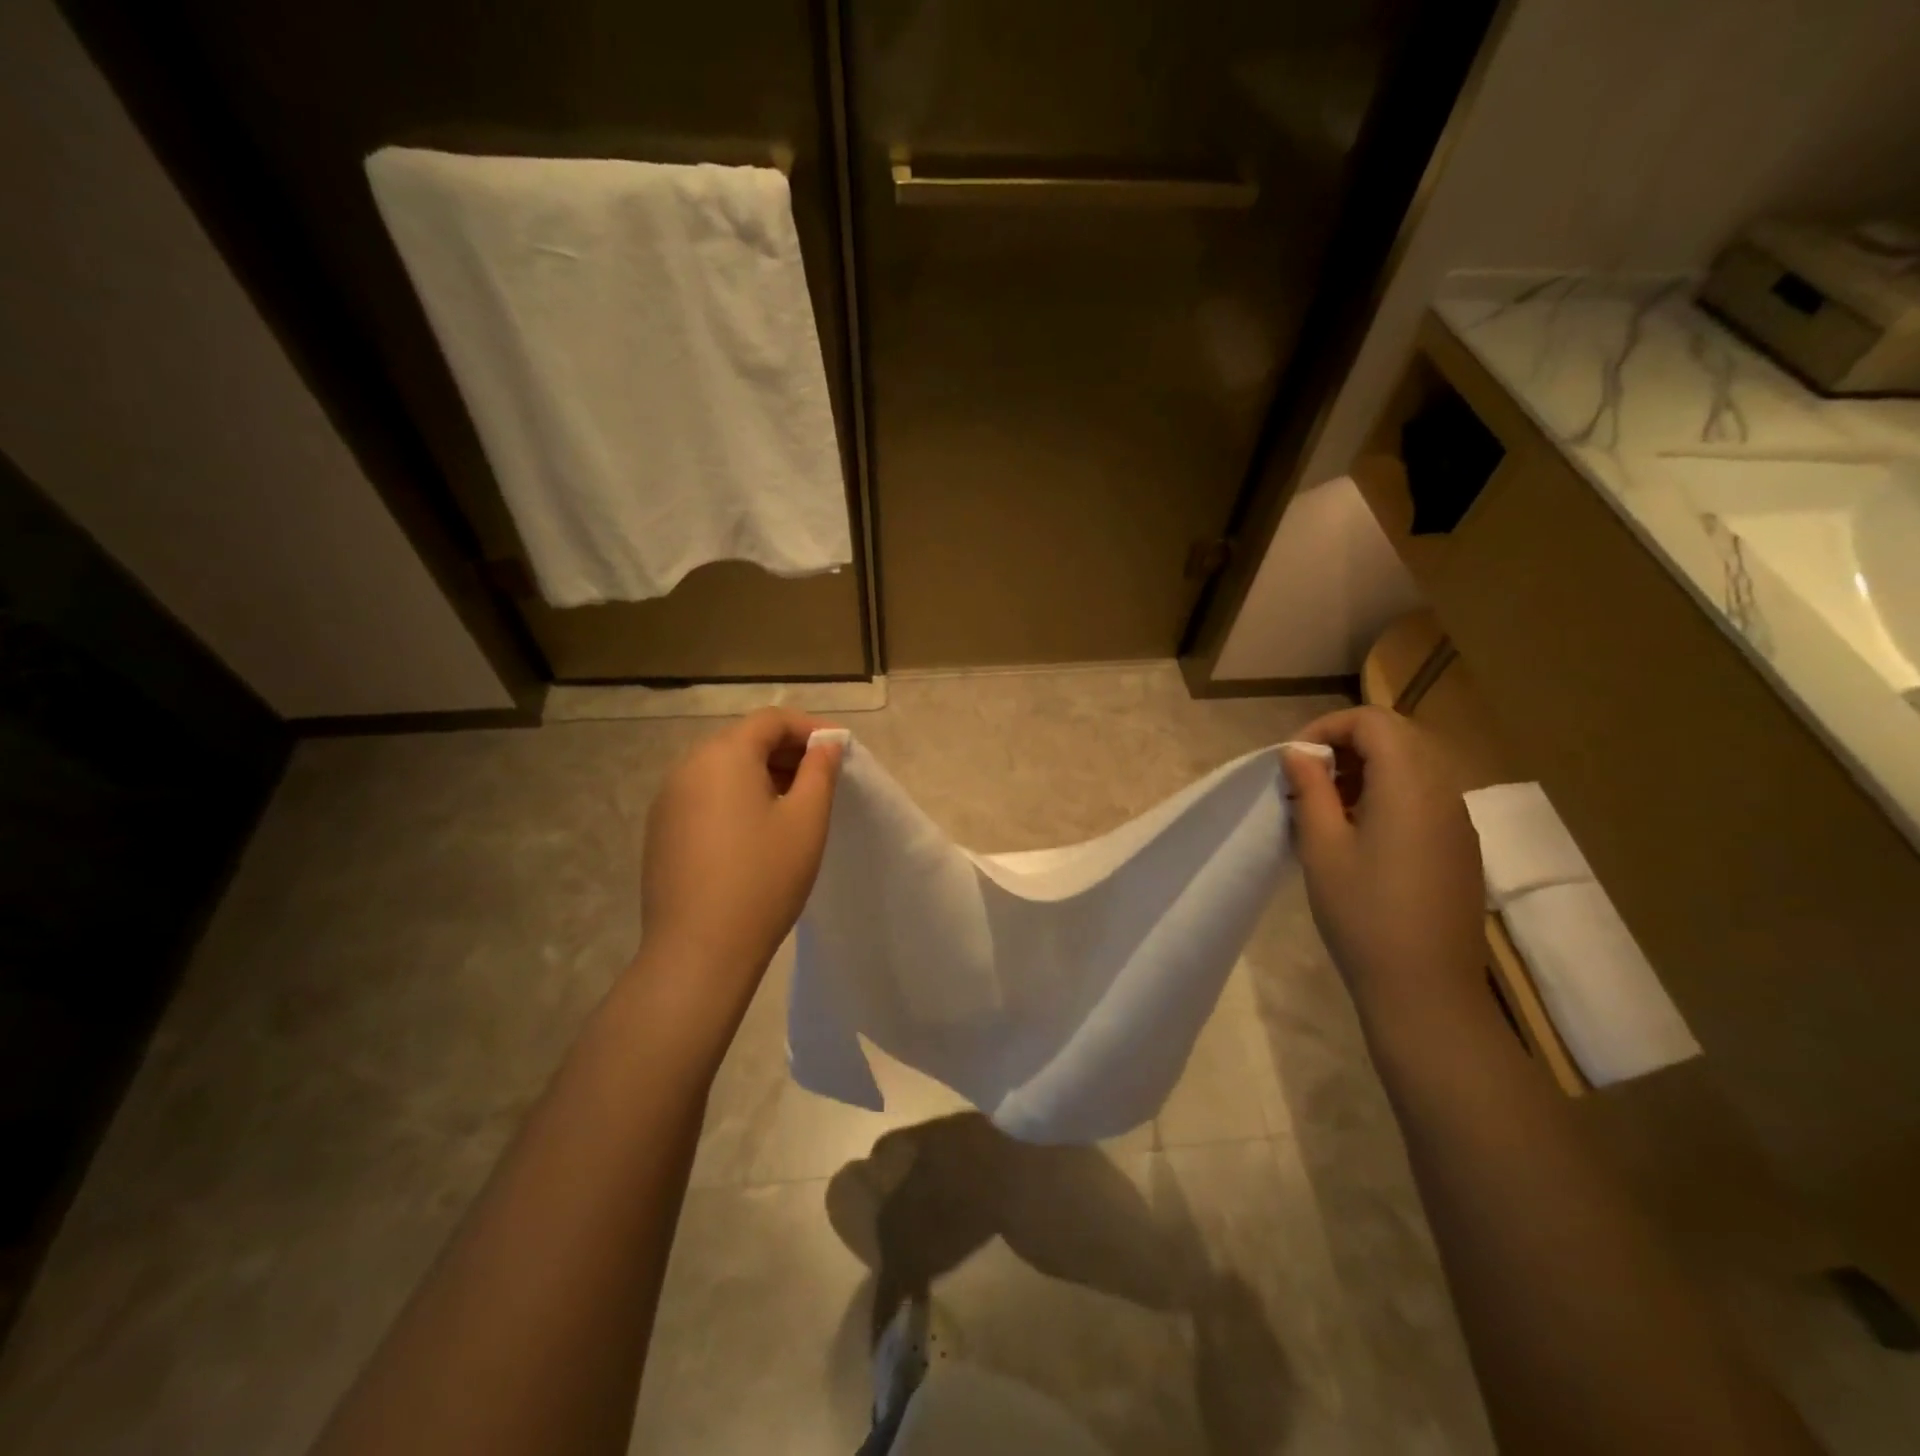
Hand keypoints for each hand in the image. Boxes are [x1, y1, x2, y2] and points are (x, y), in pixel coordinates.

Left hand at [636, 708, 842, 1028]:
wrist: (699, 951)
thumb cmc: (764, 878)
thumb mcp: (806, 820)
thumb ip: (819, 771)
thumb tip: (825, 744)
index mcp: (723, 755)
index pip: (770, 720)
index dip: (809, 728)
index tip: (839, 750)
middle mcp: (687, 767)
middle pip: (743, 740)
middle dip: (786, 751)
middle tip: (822, 778)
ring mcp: (668, 800)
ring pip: (723, 769)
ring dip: (762, 774)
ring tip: (794, 805)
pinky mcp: (661, 831)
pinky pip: (705, 796)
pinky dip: (736, 797)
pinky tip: (756, 832)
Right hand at [1280, 707, 1485, 1025]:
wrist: (1426, 990)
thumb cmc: (1363, 914)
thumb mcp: (1322, 847)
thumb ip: (1311, 790)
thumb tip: (1298, 754)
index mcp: (1410, 784)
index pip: (1373, 721)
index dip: (1327, 728)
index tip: (1293, 761)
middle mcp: (1443, 791)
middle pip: (1397, 737)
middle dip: (1345, 745)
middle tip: (1306, 780)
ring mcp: (1457, 820)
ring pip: (1412, 766)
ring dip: (1365, 770)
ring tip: (1326, 806)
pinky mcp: (1459, 847)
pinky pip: (1423, 797)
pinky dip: (1386, 795)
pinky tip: (1358, 834)